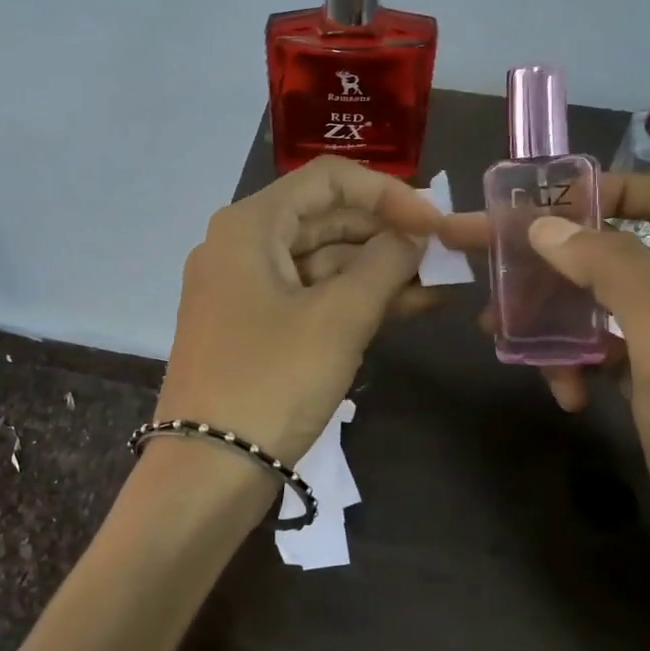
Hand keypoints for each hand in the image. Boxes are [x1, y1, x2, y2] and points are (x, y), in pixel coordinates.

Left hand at [156, 156, 441, 476]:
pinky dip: (352, 301)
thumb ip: (385, 264)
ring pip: (320, 262)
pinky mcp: (253, 329)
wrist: (207, 470)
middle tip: (442, 255)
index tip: (432, 223)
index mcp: (250, 225)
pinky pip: (309, 298)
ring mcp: (243, 290)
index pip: (327, 179)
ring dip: (376, 271)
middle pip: (324, 219)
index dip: (386, 193)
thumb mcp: (338, 318)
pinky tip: (405, 308)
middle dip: (385, 234)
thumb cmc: (271, 381)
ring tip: (437, 284)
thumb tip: (414, 235)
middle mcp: (240, 246)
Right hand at [446, 174, 649, 633]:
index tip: (545, 212)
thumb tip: (546, 227)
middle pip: (618, 248)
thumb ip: (617, 277)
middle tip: (485, 262)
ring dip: (551, 314)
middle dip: (552, 254)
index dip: (614, 189)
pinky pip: (600, 350)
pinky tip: (563, 396)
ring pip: (598, 301)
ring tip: (505, 339)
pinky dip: (571, 362)